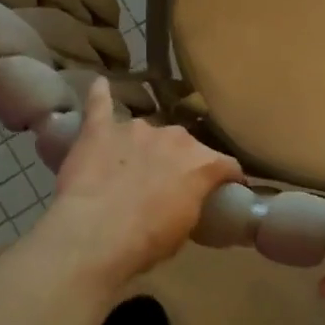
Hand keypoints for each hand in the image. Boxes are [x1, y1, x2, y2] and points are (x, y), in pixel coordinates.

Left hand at [45, 79, 242, 283]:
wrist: (96, 235)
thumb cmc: (148, 240)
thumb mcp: (186, 228)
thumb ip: (192, 203)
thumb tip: (188, 198)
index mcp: (202, 162)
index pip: (227, 165)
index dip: (227, 178)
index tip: (225, 189)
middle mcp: (174, 137)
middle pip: (184, 146)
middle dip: (179, 161)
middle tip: (166, 185)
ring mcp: (135, 130)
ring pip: (145, 132)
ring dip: (143, 147)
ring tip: (130, 166)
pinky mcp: (99, 130)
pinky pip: (100, 104)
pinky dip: (100, 94)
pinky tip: (99, 84)